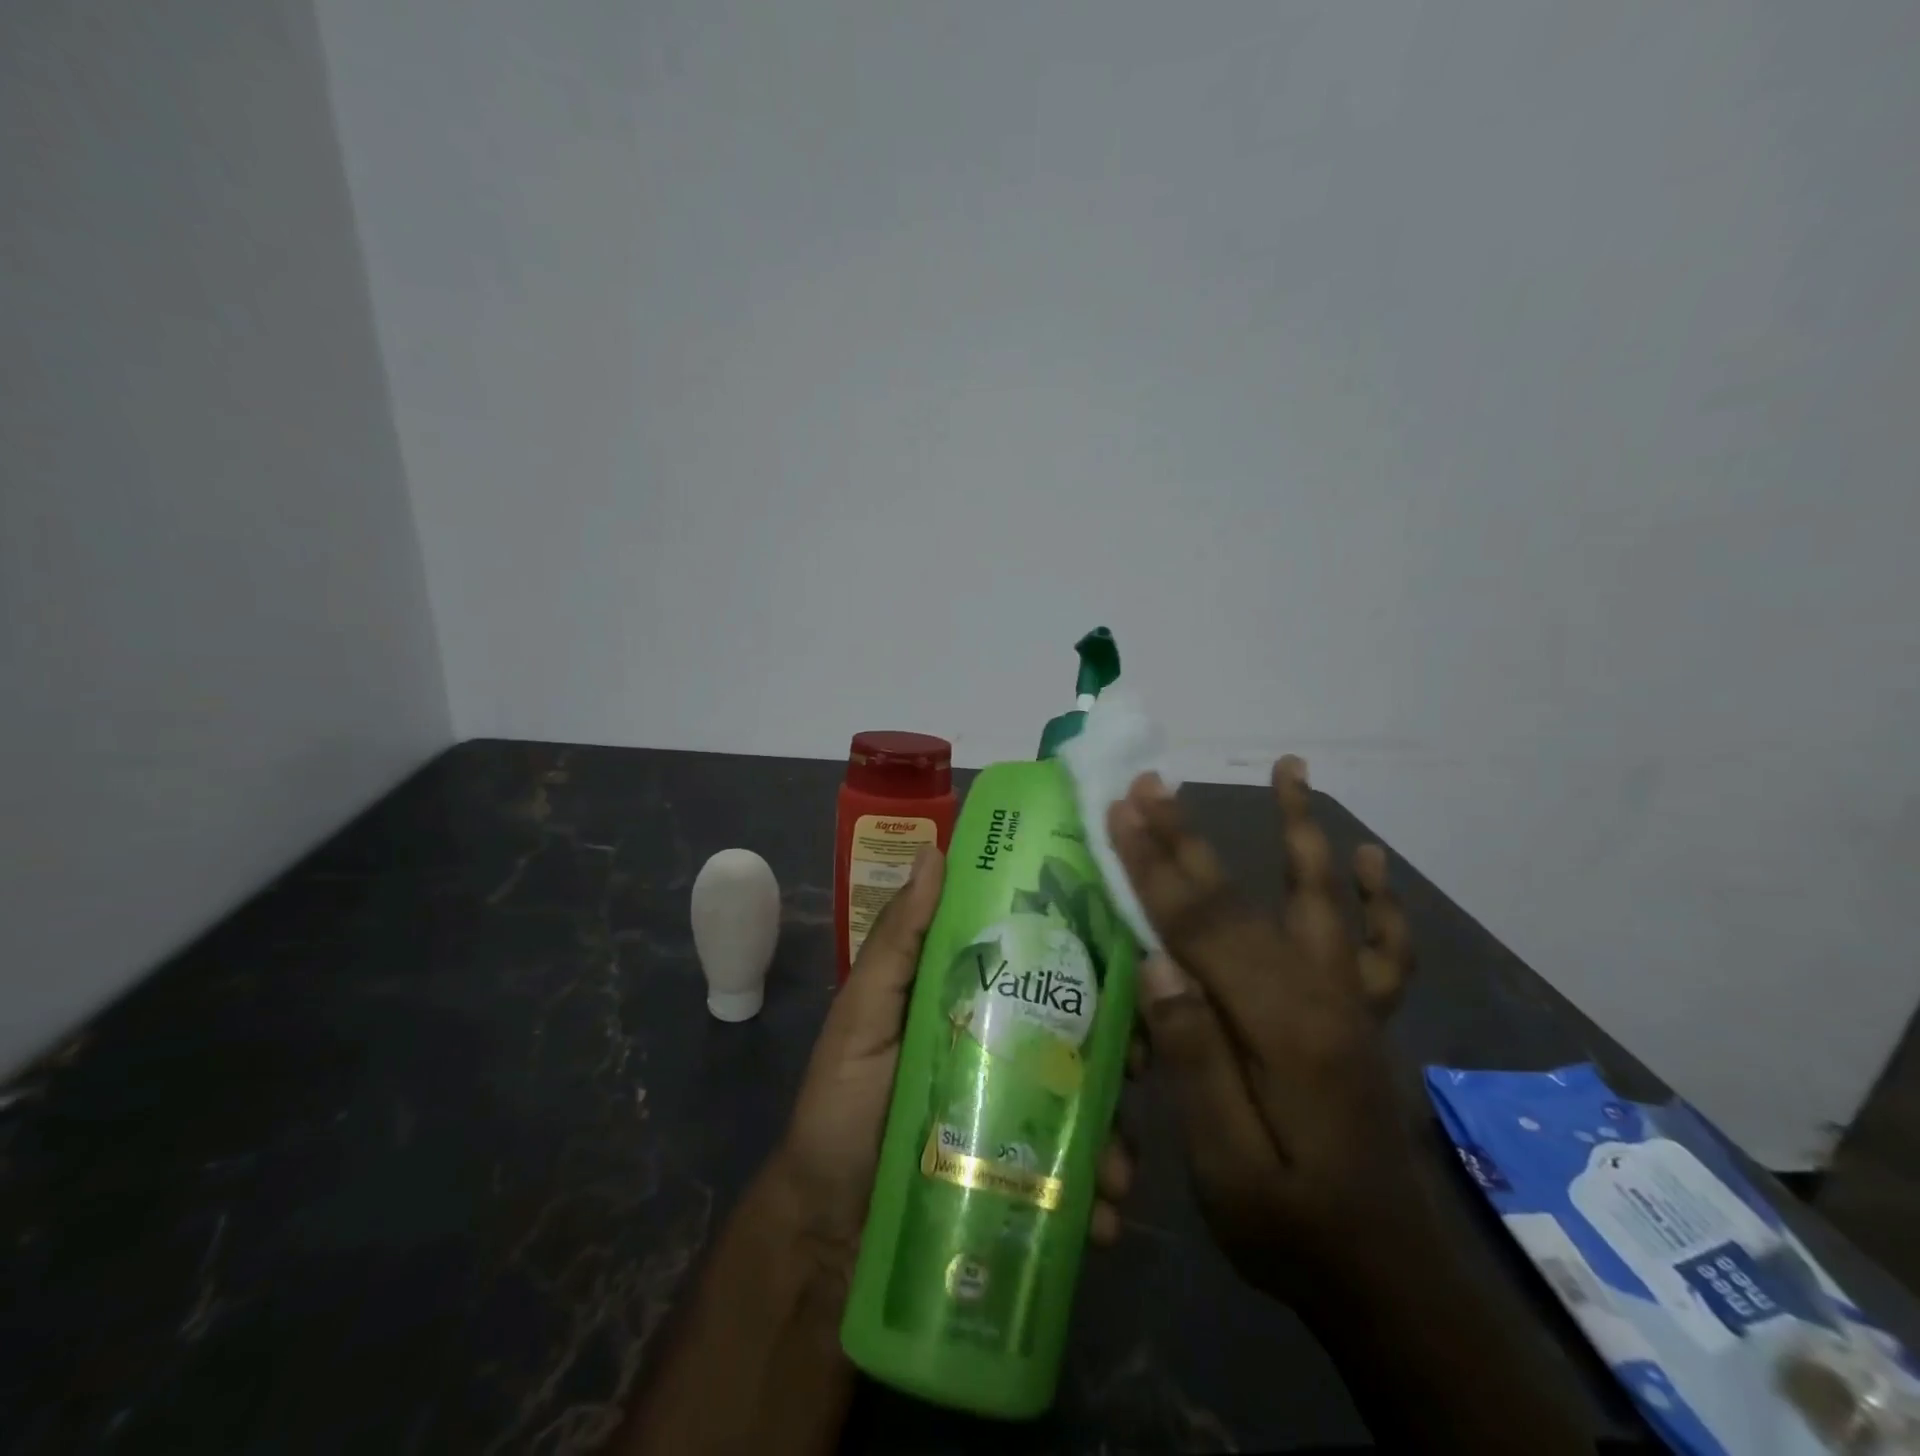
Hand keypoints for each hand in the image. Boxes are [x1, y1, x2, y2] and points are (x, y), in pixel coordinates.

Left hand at [772, 847, 1134, 1280]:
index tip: (1125, 954)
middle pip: (1080, 1035)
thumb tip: (936, 852)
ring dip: (1118, 1131)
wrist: (829, 1234)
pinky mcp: (1026, 1179)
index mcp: (975, 1003)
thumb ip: (898, 942)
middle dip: (1121, 1047)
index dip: (1084, 957)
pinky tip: (1102, 1214)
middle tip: (1138, 1065)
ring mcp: (1020, 1119)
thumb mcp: (863, 1017)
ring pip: (1090, 1106)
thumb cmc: (841, 1109)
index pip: (1039, 965)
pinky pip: (1077, 1176)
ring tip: (1117, 1166)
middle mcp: (1006, 1052)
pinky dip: (1098, 1193)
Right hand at [1110, 757, 1420, 1304]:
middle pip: (1242, 899)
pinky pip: (1380, 947)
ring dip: (1299, 830)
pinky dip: (1376, 899)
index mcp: (1278, 1029)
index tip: (1121, 811)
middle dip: (1188, 838)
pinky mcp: (1363, 1018)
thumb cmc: (1293, 1229)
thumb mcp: (1227, 1168)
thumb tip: (1158, 966)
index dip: (1154, 865)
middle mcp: (1320, 998)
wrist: (1394, 1285)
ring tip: (1294, 770)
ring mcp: (1349, 1004)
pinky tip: (1370, 861)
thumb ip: (1195, 1061)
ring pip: (1320, 898)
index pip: (1199, 927)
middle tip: (1153, 784)